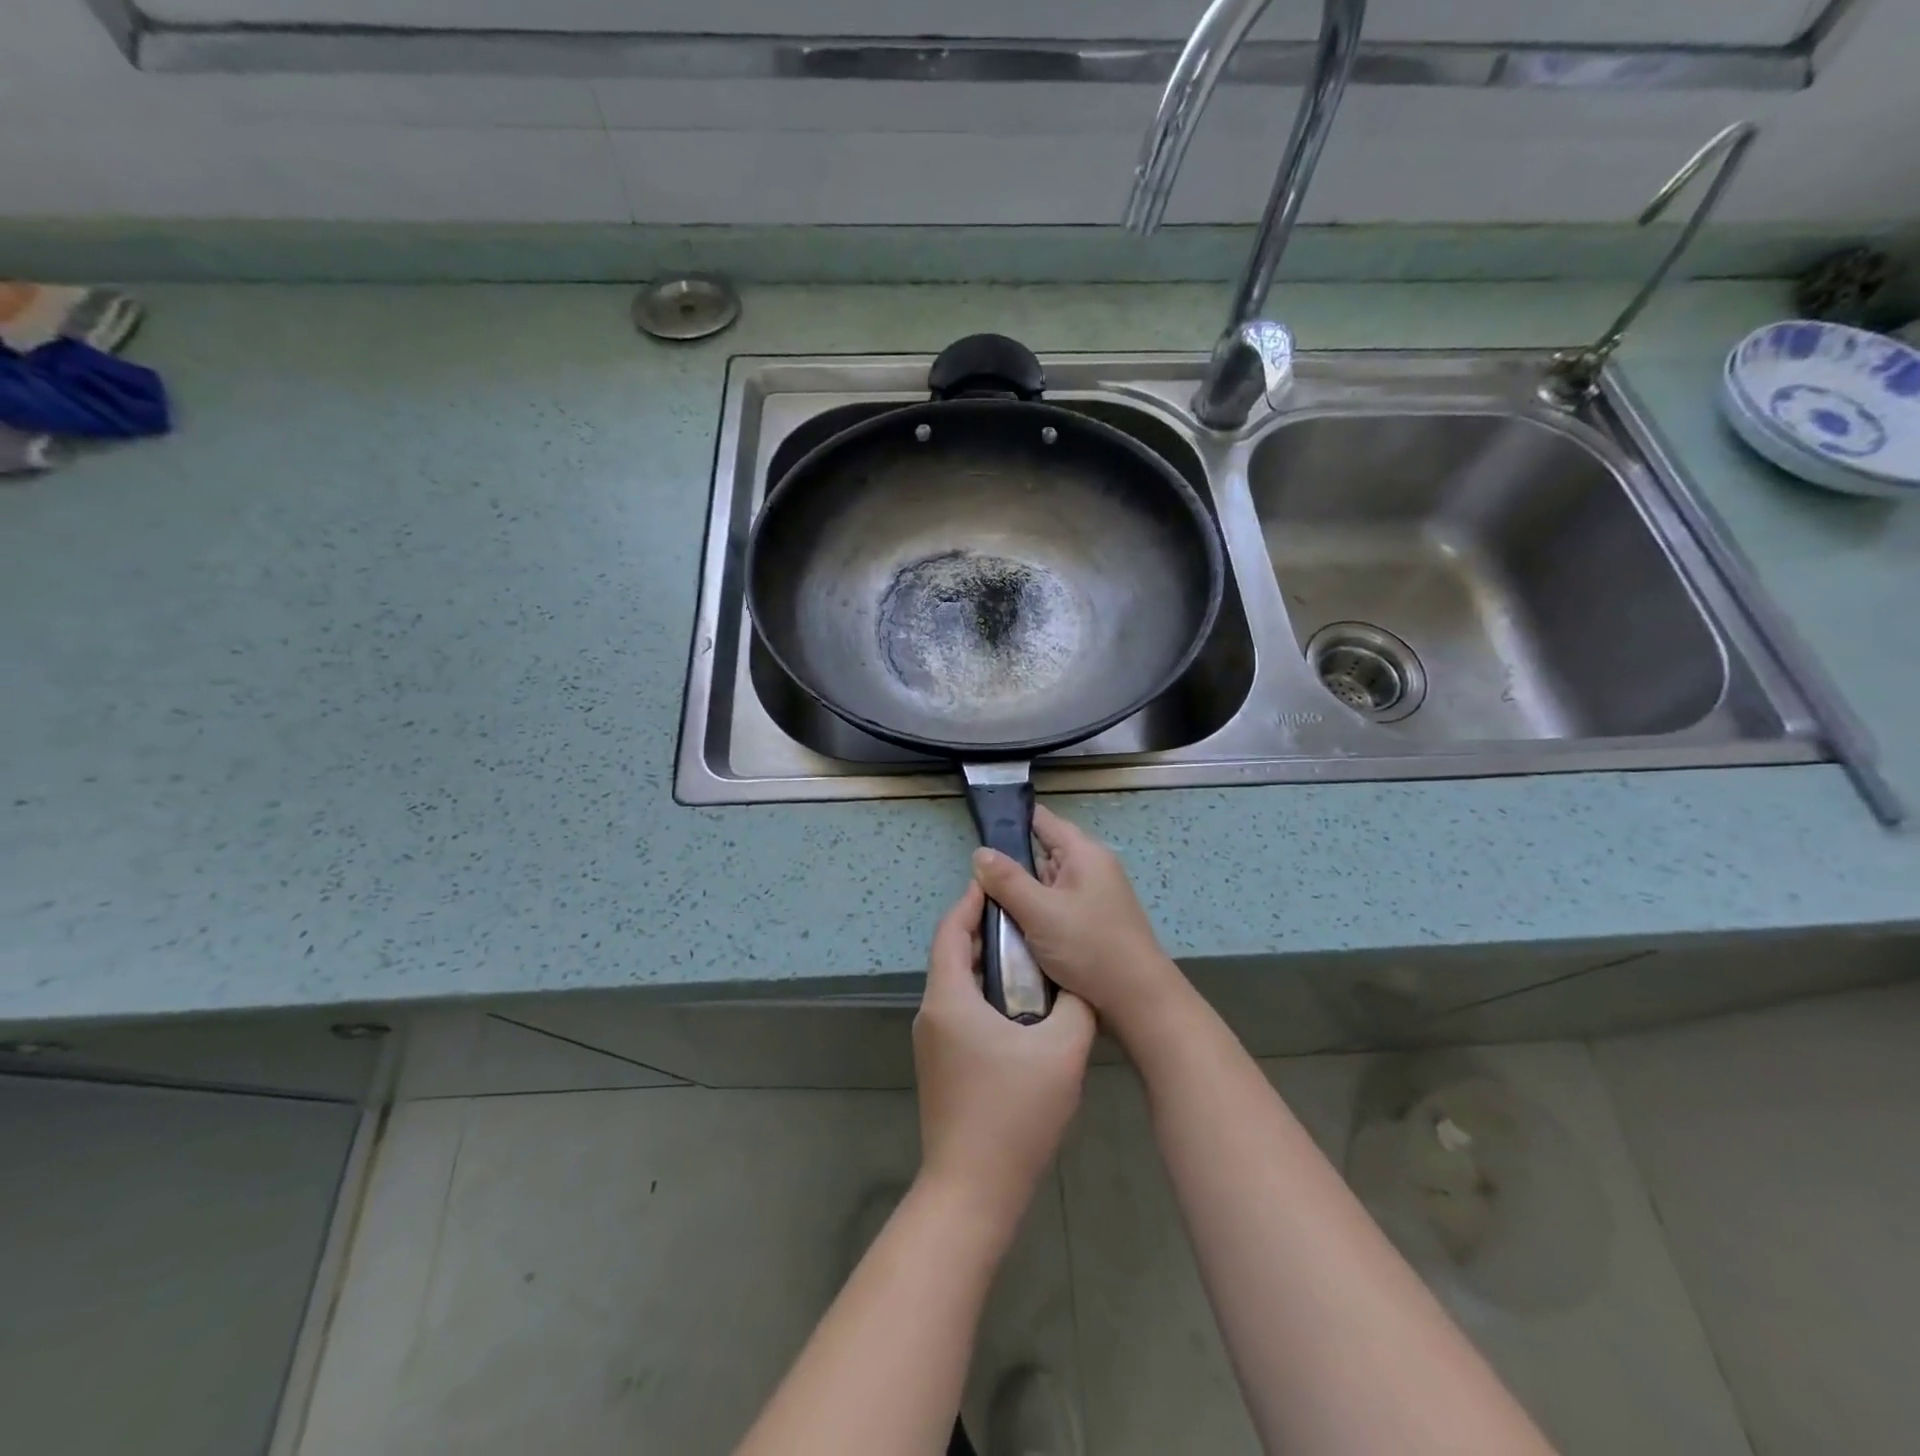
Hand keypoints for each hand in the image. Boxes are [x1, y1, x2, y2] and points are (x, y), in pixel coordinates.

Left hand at [913, 881, 1096, 1232]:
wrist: (972, 1191)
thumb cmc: (1014, 1113)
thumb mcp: (1062, 1051)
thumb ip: (1076, 1005)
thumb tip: (1078, 981)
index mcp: (949, 998)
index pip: (951, 930)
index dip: (972, 901)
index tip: (999, 882)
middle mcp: (932, 1013)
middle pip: (951, 955)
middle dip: (983, 931)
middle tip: (1025, 918)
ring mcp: (932, 1044)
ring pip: (955, 986)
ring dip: (985, 965)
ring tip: (1028, 957)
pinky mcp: (940, 1067)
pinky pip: (959, 1012)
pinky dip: (983, 995)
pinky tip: (1019, 1008)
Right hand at [970, 805, 1186, 1038]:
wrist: (1138, 1000)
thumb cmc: (1089, 947)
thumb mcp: (1040, 911)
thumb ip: (1007, 880)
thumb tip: (980, 852)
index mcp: (1084, 853)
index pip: (1043, 820)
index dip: (1011, 821)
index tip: (979, 831)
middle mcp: (1091, 868)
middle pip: (1042, 854)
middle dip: (1011, 867)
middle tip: (975, 884)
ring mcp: (1093, 896)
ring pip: (1046, 884)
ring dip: (1022, 896)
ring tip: (988, 908)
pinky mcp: (1092, 922)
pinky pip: (1056, 907)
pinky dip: (1036, 914)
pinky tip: (1015, 929)